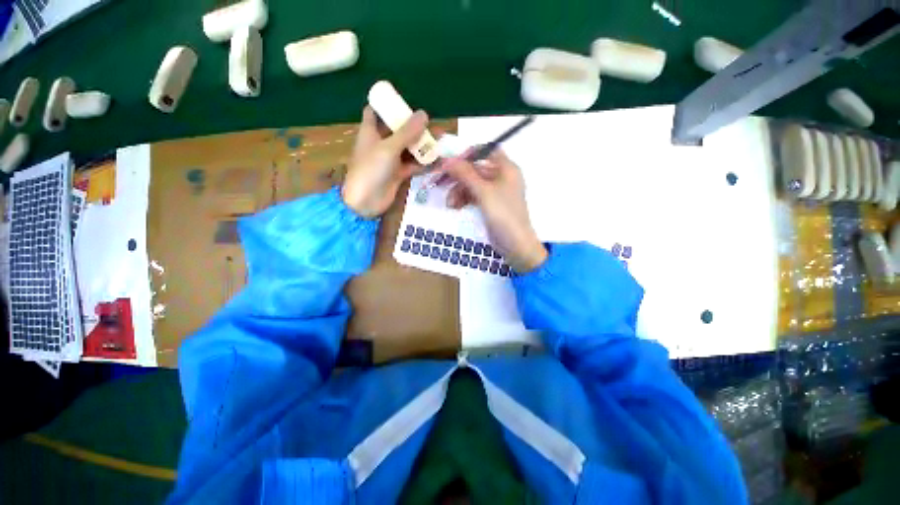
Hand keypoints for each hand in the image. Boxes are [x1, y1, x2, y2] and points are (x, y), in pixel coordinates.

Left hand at [341, 106, 428, 217]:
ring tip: (440, 141)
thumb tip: (424, 114)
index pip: (375, 111)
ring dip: (422, 145)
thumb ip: (407, 132)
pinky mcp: (398, 174)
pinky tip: (437, 160)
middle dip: (413, 127)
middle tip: (432, 124)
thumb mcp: (389, 147)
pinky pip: (413, 164)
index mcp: (370, 131)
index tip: (404, 103)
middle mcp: (380, 143)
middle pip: (397, 130)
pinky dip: (423, 163)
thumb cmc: (371, 169)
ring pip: (408, 148)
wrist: (366, 202)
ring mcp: (390, 160)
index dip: (387, 105)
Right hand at [442, 150, 547, 272]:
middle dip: (458, 177)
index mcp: (506, 168)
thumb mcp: (483, 192)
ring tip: (450, 204)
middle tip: (439, 182)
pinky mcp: (489, 204)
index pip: (486, 150)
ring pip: (472, 183)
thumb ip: (465, 174)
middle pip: (475, 169)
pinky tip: (455, 206)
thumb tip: (447, 160)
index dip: (468, 154)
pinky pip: (473, 195)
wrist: (515, 245)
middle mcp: (501, 177)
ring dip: (458, 191)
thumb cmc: (503, 214)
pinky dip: (463, 199)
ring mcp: (495, 192)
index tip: (450, 163)